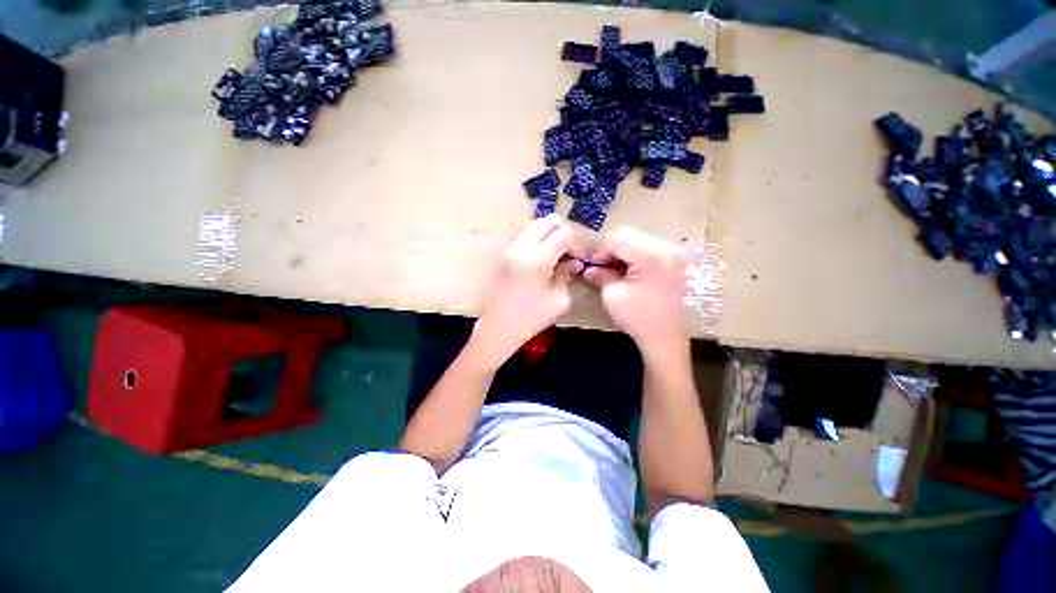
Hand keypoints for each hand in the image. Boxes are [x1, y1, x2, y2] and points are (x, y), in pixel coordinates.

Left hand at [471, 215, 579, 367]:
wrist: (498, 328)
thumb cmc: (531, 318)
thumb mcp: (559, 299)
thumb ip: (567, 275)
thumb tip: (575, 262)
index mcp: (538, 259)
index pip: (564, 233)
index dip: (575, 243)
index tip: (577, 259)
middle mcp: (522, 247)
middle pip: (547, 221)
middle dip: (562, 232)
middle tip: (567, 253)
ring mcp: (510, 249)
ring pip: (534, 227)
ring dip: (548, 236)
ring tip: (553, 258)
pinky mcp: (503, 255)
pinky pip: (524, 238)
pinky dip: (536, 243)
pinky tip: (539, 263)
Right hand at [579, 228, 688, 354]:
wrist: (667, 338)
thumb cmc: (639, 319)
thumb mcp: (612, 296)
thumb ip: (599, 275)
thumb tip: (588, 267)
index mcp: (653, 257)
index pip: (617, 239)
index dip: (600, 251)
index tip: (591, 265)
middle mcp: (669, 248)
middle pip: (630, 234)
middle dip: (611, 249)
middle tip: (600, 266)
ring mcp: (676, 252)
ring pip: (639, 239)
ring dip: (622, 251)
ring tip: (614, 269)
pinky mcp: (677, 259)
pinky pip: (649, 247)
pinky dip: (635, 254)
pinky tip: (628, 270)